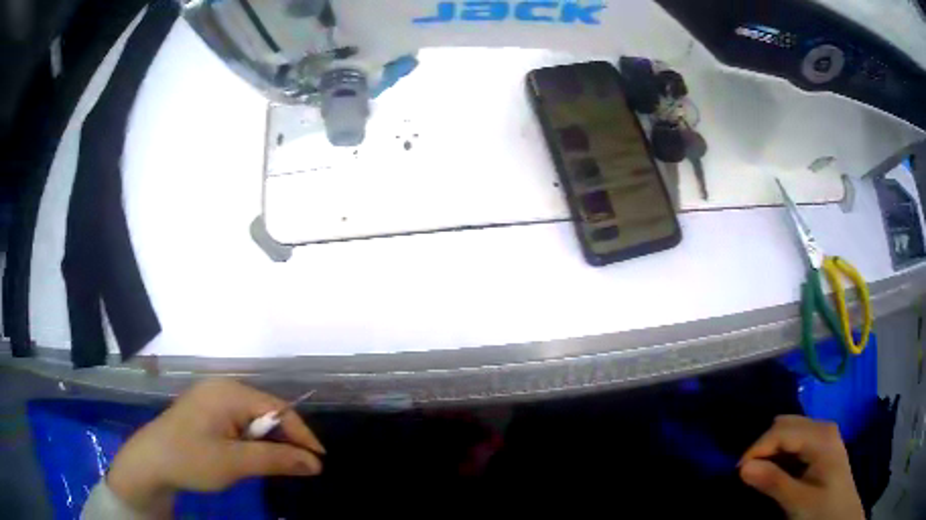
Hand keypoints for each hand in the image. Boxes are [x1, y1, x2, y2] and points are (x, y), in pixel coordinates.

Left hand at [107, 379, 324, 514]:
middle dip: (284, 439)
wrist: (151, 462)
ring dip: (267, 441)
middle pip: (266, 411)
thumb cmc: (191, 459)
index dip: (301, 435)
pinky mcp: (206, 410)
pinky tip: (251, 456)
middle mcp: (222, 388)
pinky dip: (251, 440)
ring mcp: (212, 398)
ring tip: (278, 465)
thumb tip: (315, 463)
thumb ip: (277, 459)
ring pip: (253, 418)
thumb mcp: (236, 462)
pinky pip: (238, 421)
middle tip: (300, 468)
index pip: (278, 409)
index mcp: (229, 392)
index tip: (320, 461)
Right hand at [739, 415, 862, 519]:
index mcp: (822, 437)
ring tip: (759, 474)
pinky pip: (795, 440)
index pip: (782, 430)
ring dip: (771, 449)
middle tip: (747, 474)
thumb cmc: (823, 510)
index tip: (738, 474)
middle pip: (785, 424)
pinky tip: (776, 471)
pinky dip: (780, 453)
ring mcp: (824, 435)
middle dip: (763, 446)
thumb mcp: (798, 501)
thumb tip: (742, 468)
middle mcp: (823, 427)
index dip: (757, 448)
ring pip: (789, 430)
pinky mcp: (821, 445)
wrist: (842, 516)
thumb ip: (773, 483)